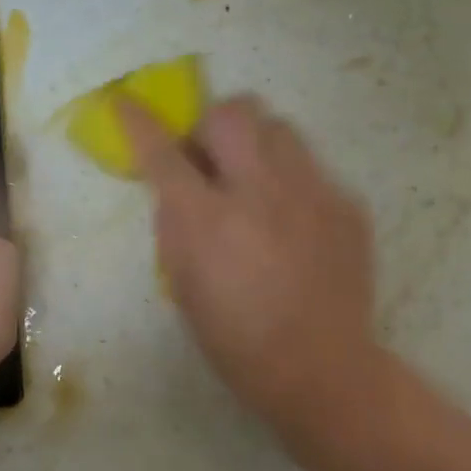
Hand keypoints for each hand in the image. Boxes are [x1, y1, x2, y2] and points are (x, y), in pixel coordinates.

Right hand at [119, 95, 378, 427]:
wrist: (321, 368)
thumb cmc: (237, 340)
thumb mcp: (184, 286)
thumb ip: (176, 226)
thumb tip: (177, 188)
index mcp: (208, 219)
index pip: (162, 151)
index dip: (137, 121)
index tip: (123, 101)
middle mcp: (260, 191)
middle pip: (233, 111)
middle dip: (212, 124)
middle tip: (212, 159)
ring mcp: (311, 192)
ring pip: (280, 127)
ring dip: (257, 145)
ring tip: (258, 183)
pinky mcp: (346, 205)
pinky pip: (312, 168)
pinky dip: (293, 184)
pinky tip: (296, 224)